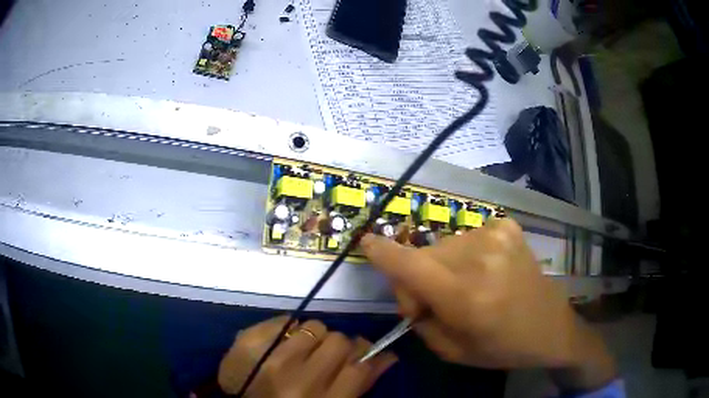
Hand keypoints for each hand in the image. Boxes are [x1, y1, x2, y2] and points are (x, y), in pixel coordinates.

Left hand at [218, 316, 396, 396]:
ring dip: (312, 337)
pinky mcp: (248, 342)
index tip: (363, 351)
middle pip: (338, 342)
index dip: (366, 354)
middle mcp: (298, 382)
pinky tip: (282, 343)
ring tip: (300, 351)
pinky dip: (289, 328)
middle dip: (337, 347)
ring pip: (315, 326)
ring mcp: (270, 360)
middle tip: (325, 356)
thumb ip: (359, 384)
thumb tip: (387, 356)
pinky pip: (286, 319)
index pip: (359, 367)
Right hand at [361, 219, 614, 389]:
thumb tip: (408, 288)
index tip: (366, 242)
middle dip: (418, 278)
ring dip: (443, 267)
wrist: (551, 326)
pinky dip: (466, 256)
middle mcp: (481, 258)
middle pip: (423, 255)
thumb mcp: (451, 351)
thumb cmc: (502, 347)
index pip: (411, 265)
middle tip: (436, 301)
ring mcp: (497, 236)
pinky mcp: (507, 227)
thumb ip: (419, 319)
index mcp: (467, 297)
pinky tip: (485, 271)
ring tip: (467, 288)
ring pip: (443, 246)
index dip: (383, 252)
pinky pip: (467, 238)